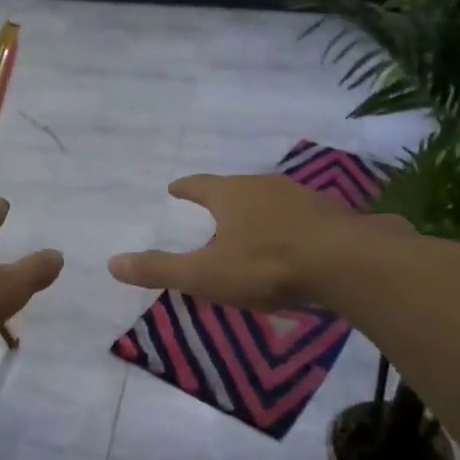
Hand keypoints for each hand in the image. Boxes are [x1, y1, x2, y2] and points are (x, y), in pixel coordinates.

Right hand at [109, 175, 408, 311]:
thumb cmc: (267, 266)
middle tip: (212, 206)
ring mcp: (303, 197)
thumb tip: (112, 263)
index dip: (186, 187)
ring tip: (251, 223)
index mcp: (232, 195)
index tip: (175, 187)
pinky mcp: (332, 215)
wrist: (347, 264)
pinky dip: (289, 224)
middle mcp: (266, 187)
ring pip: (271, 199)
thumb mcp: (206, 274)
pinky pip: (301, 216)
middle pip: (237, 187)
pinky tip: (293, 240)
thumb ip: (160, 269)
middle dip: (223, 197)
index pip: (200, 185)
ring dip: (258, 209)